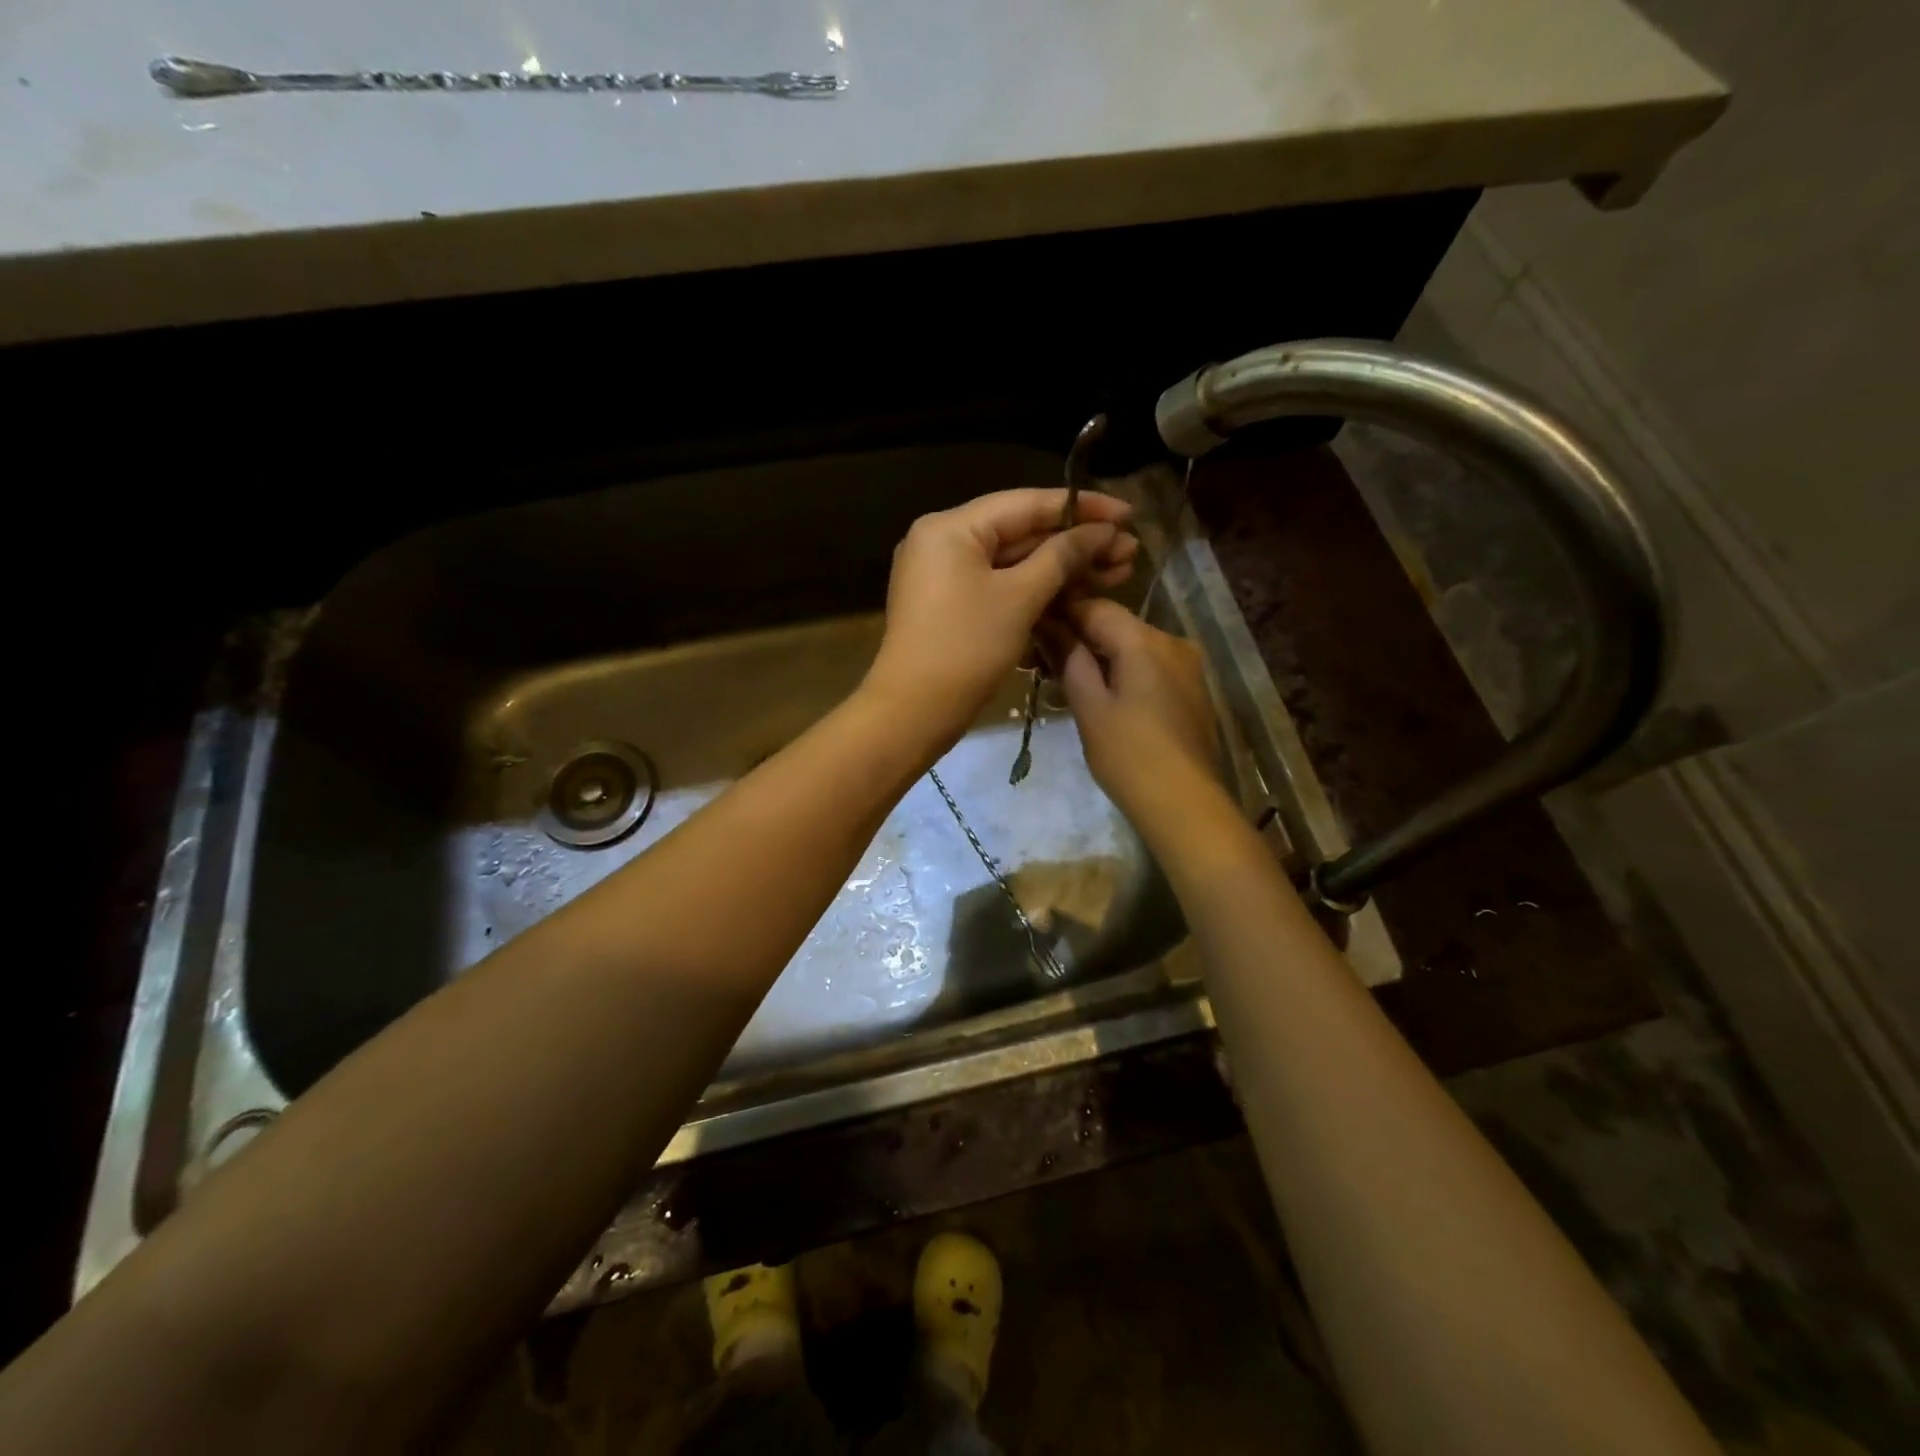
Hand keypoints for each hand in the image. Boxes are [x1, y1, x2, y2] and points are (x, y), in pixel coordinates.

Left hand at [863, 488, 1136, 750]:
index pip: (1026, 503)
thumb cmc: (966, 648)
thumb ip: (1062, 557)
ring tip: (1118, 574)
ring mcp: (945, 575)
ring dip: (1063, 569)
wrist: (913, 712)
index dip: (1081, 508)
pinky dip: (1036, 590)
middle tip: (1129, 553)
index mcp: (951, 527)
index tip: (1128, 513)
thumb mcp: (1020, 598)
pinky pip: (1000, 586)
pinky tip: (1079, 595)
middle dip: (1077, 544)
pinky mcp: (952, 605)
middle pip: (1021, 532)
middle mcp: (943, 541)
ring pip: (1014, 562)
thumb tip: (1101, 531)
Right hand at [1051, 597, 1226, 831]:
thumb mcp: (1089, 706)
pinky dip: (1124, 672)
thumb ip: (1069, 659)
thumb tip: (1049, 625)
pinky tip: (1104, 695)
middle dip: (1080, 636)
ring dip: (1102, 656)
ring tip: (1067, 679)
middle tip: (1043, 659)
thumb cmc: (1128, 755)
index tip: (1032, 626)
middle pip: (1117, 625)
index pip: (1095, 607)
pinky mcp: (1193, 691)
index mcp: (1145, 640)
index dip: (1061, 612)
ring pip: (1135, 647)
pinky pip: (1151, 667)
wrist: (1184, 803)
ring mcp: (1188, 667)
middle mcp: (1172, 641)